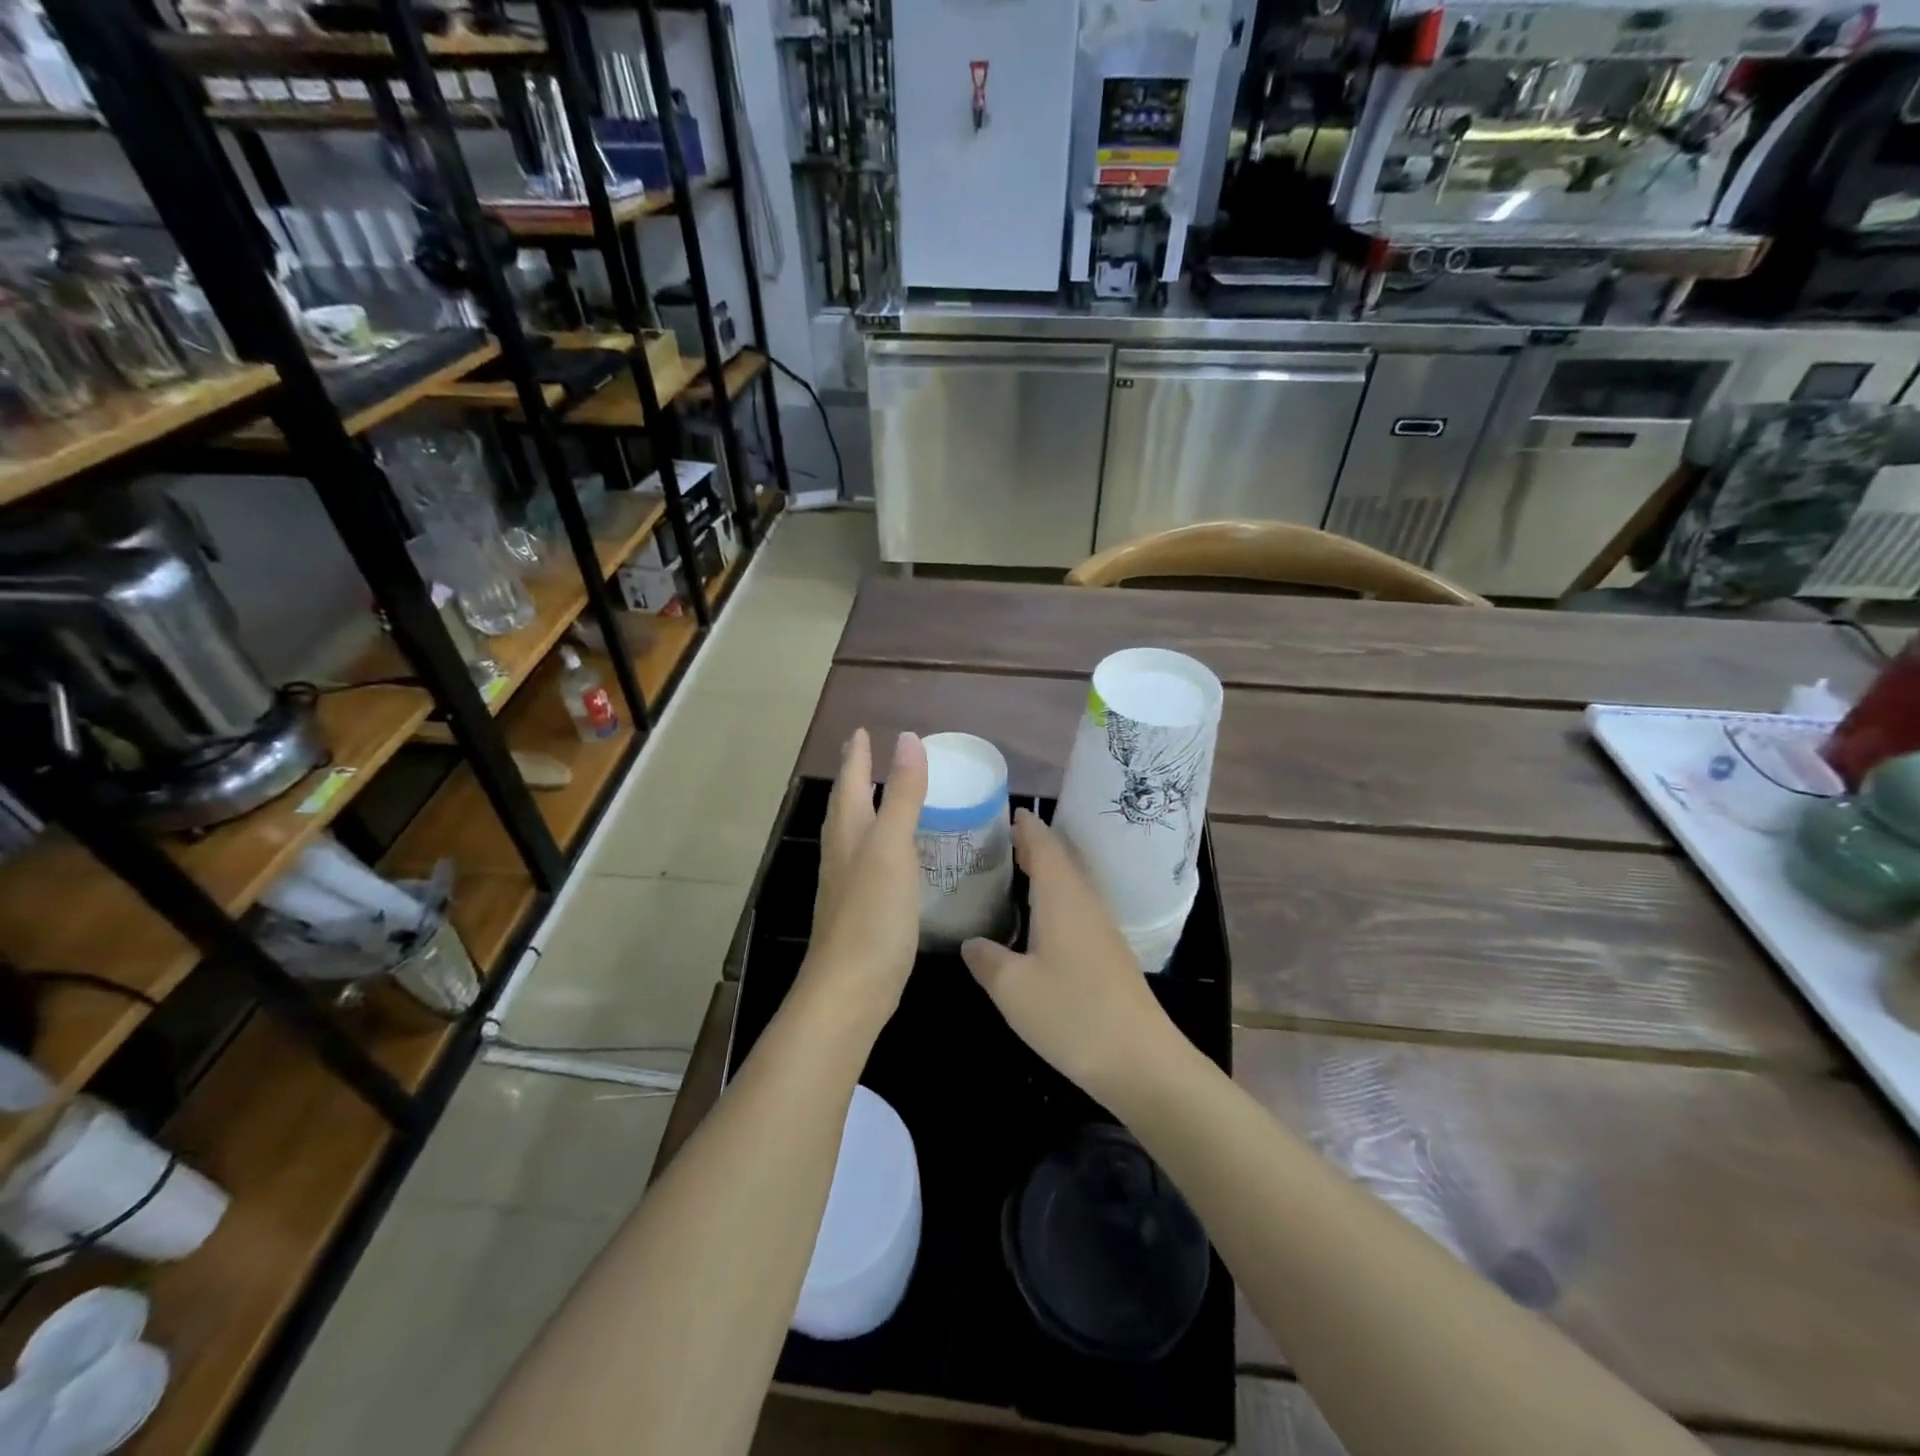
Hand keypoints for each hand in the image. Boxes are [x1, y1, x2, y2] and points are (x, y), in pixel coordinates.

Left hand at [802, 728, 928, 1033]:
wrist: (851, 988)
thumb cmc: (872, 913)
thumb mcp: (892, 846)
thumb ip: (903, 795)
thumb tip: (907, 739)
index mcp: (849, 831)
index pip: (851, 781)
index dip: (857, 755)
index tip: (861, 731)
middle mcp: (842, 851)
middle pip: (846, 804)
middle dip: (854, 776)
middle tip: (863, 752)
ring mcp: (847, 883)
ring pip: (853, 832)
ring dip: (863, 807)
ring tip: (875, 793)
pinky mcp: (860, 908)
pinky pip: (867, 860)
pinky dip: (877, 842)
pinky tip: (891, 854)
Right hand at [962, 810, 1178, 1097]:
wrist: (1140, 1060)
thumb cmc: (1072, 1014)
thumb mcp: (1012, 988)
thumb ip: (986, 959)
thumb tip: (971, 942)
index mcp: (1062, 898)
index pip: (1045, 846)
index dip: (1027, 828)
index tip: (1008, 811)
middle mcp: (1085, 903)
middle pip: (1061, 860)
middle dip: (1034, 845)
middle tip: (1002, 838)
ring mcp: (1101, 928)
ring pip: (1071, 884)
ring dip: (1047, 870)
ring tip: (1017, 869)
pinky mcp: (1108, 953)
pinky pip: (1077, 906)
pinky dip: (1056, 896)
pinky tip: (1041, 917)